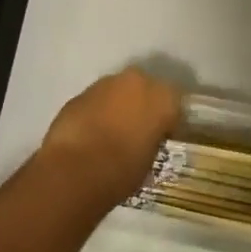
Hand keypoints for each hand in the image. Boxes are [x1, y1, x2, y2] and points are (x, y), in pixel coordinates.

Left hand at [38, 67, 181, 207]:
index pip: (175, 103)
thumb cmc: (123, 170)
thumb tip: (145, 139)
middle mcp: (138, 81)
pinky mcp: (80, 93)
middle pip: (145, 89)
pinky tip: (91, 134)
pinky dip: (97, 112)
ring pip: (118, 91)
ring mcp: (106, 83)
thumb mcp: (151, 159)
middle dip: (143, 106)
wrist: (76, 169)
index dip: (169, 120)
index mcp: (164, 97)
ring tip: (111, 133)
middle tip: (138, 131)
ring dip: (118, 106)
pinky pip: (96, 100)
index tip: (163, 137)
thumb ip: (152, 140)